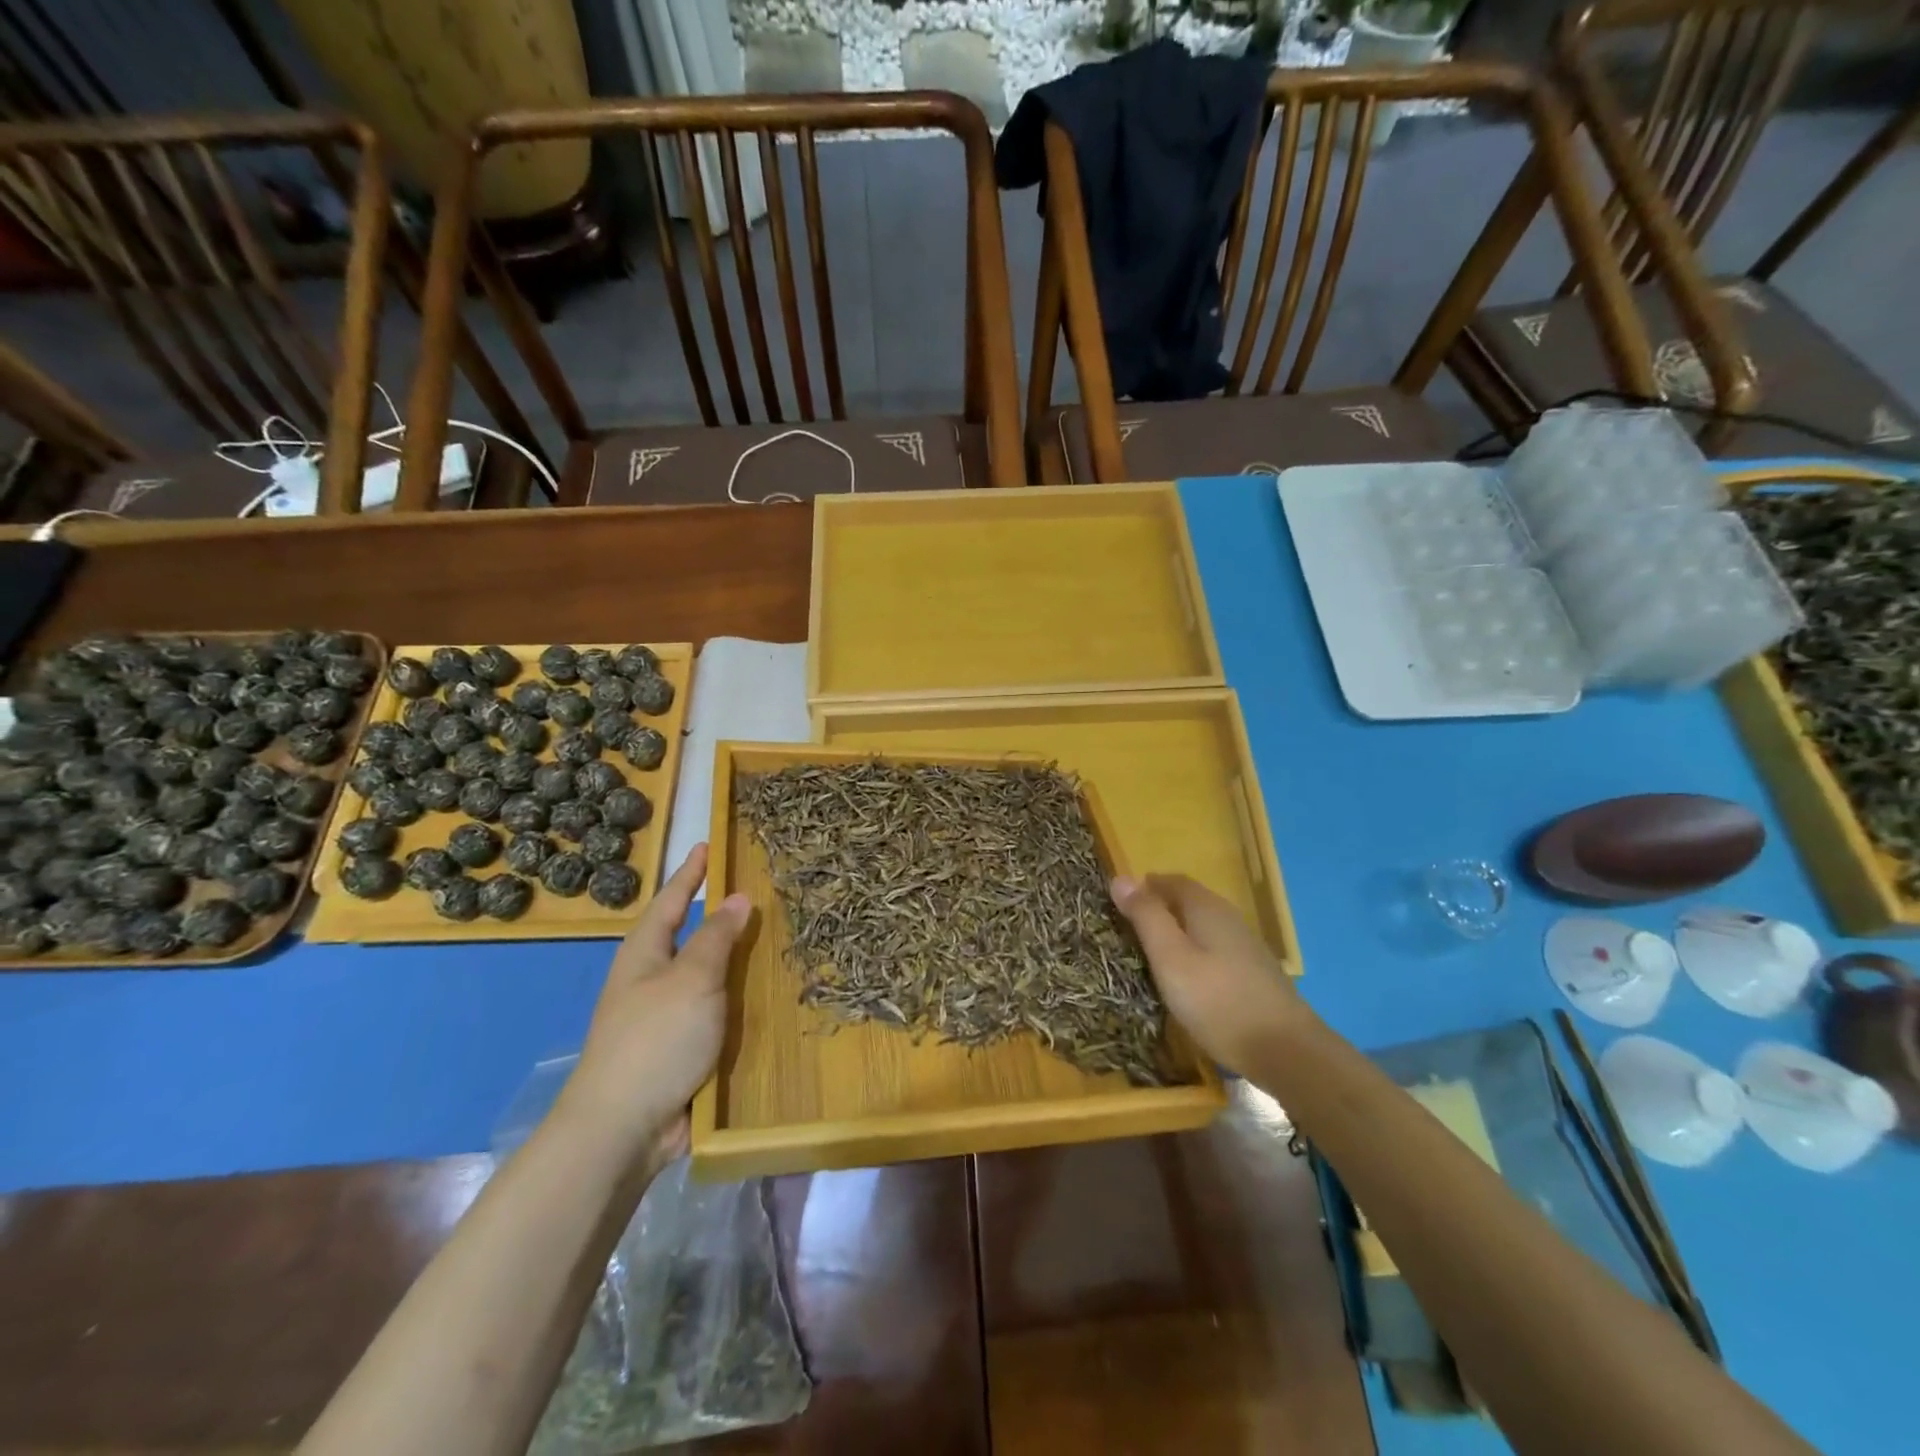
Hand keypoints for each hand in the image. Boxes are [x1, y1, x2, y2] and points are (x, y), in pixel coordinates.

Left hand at [557, 843, 750, 1166]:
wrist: (623, 1129)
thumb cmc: (655, 1040)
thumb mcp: (692, 978)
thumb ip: (717, 937)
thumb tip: (737, 897)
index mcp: (644, 954)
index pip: (671, 900)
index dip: (691, 873)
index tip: (708, 845)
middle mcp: (651, 980)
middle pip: (689, 937)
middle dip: (719, 916)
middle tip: (758, 892)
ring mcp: (665, 1017)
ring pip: (707, 976)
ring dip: (736, 961)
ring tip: (775, 940)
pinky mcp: (681, 1050)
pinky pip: (716, 1013)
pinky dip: (740, 1001)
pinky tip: (769, 999)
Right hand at [1111, 874, 1306, 1076]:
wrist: (1286, 1052)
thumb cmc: (1218, 1001)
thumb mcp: (1170, 958)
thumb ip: (1146, 917)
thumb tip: (1120, 877)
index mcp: (1207, 909)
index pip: (1173, 881)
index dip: (1146, 885)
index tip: (1120, 900)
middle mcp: (1230, 919)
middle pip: (1190, 901)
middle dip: (1161, 907)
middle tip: (1130, 926)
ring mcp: (1247, 947)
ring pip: (1204, 927)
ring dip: (1179, 930)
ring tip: (1153, 952)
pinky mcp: (1255, 974)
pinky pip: (1216, 949)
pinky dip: (1196, 952)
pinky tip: (1189, 977)